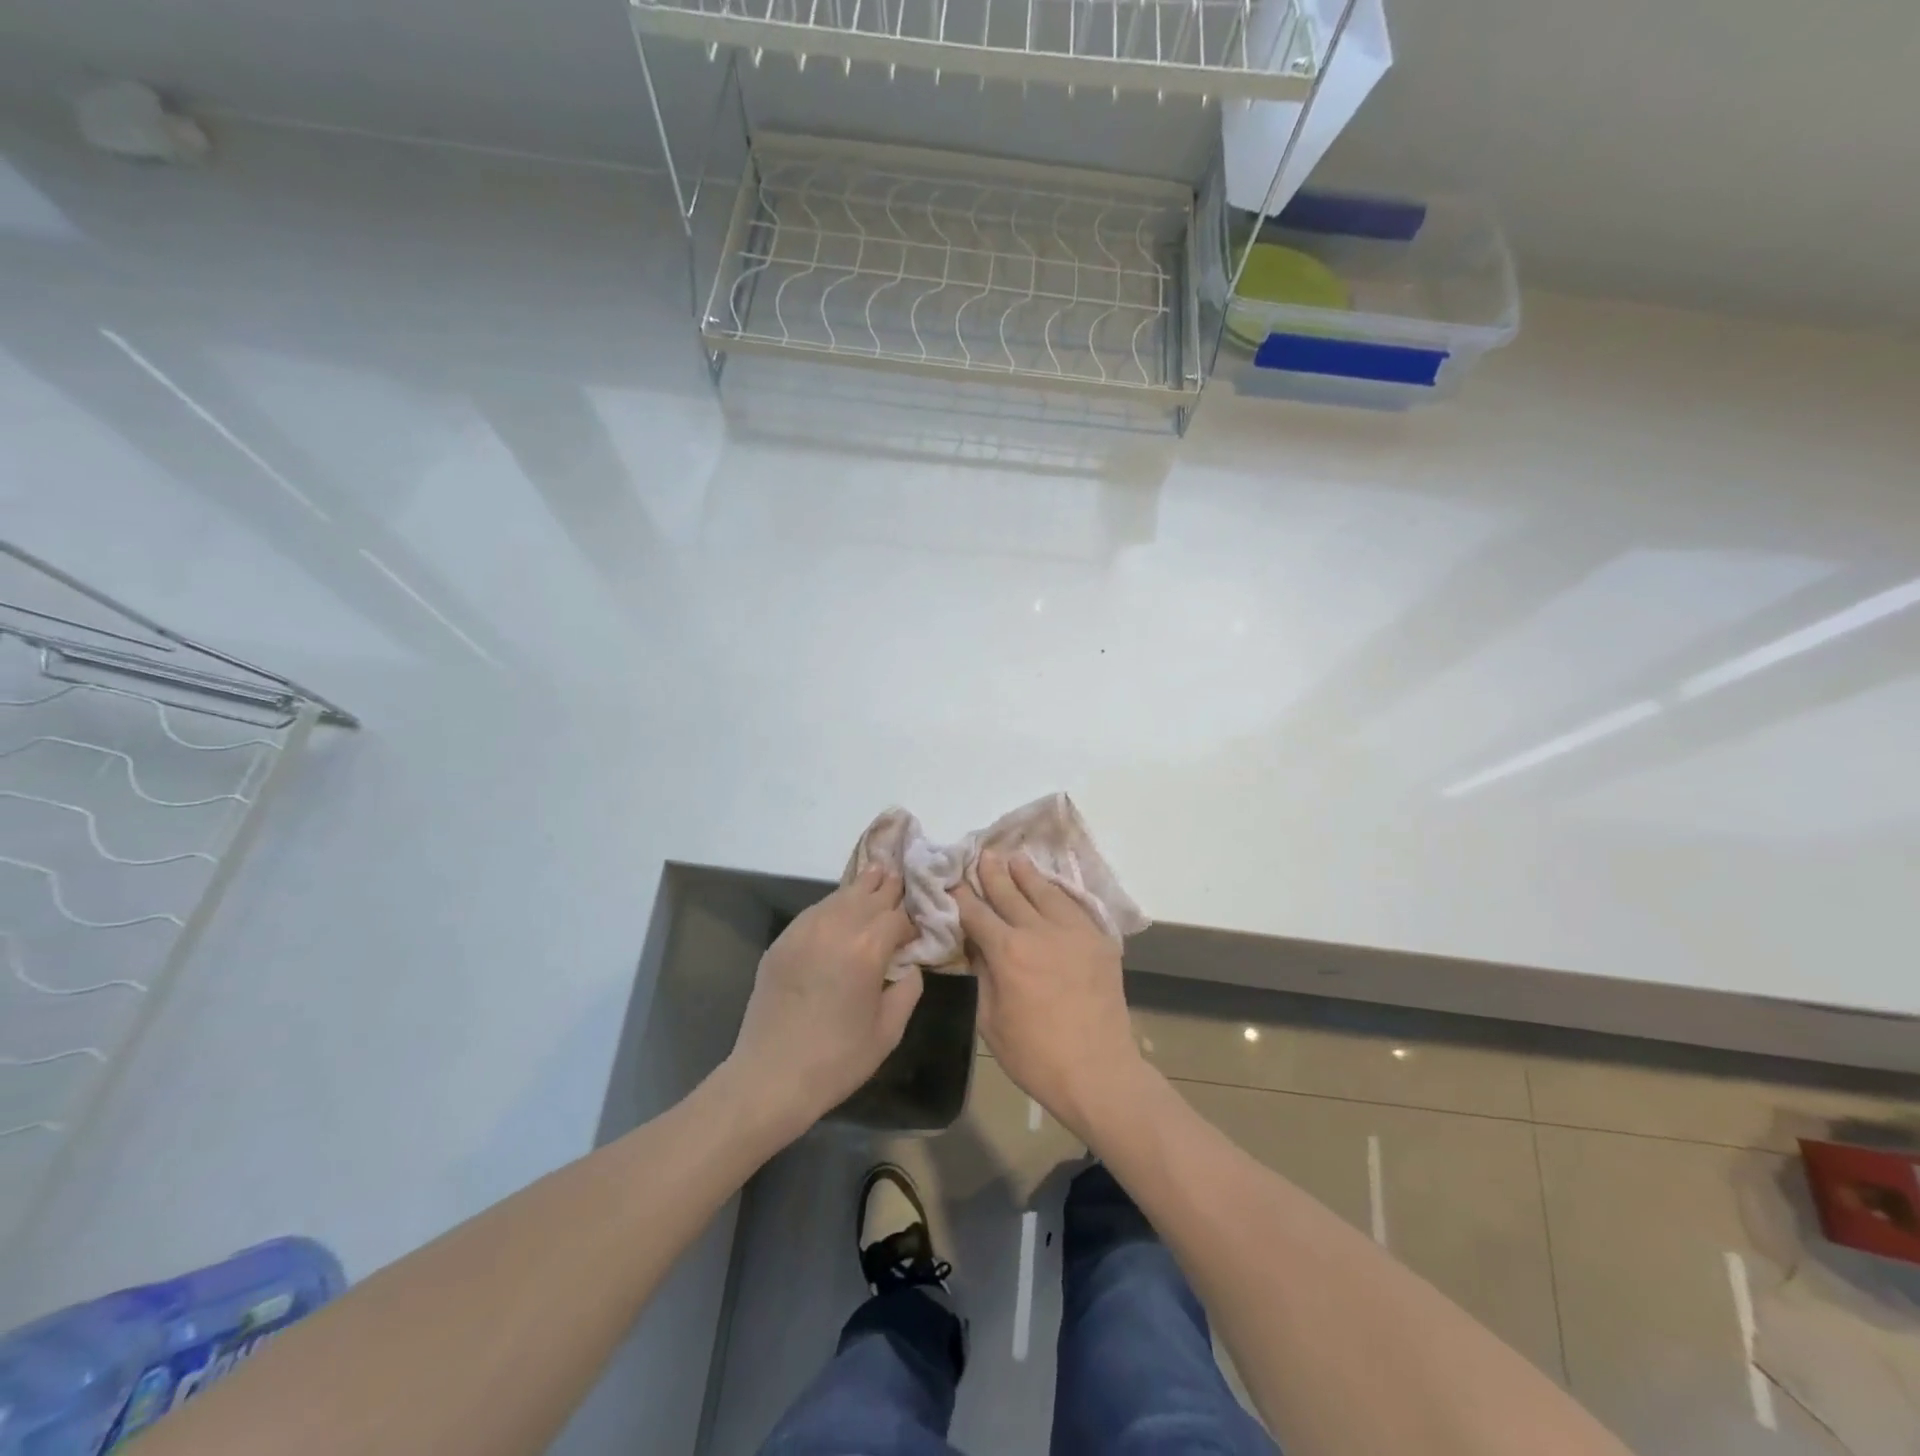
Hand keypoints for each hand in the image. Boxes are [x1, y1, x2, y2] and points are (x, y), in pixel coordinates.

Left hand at [724, 866, 922, 1137]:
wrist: (772, 1076)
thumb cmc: (838, 1059)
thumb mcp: (889, 1031)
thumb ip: (908, 989)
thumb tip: (911, 966)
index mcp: (868, 948)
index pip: (898, 916)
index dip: (912, 921)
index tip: (916, 933)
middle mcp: (837, 927)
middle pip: (870, 893)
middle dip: (889, 888)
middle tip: (902, 880)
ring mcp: (805, 930)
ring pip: (841, 895)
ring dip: (862, 888)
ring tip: (876, 876)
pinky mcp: (783, 940)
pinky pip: (815, 911)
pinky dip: (833, 905)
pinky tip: (840, 909)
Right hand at [956, 851, 1143, 1141]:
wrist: (1098, 1071)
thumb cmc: (1035, 1055)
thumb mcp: (991, 1020)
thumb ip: (982, 975)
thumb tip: (976, 946)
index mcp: (1008, 952)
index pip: (978, 914)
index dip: (961, 896)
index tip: (952, 881)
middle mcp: (1039, 931)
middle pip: (1010, 894)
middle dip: (993, 874)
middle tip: (983, 855)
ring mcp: (1073, 932)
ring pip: (1045, 892)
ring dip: (1027, 874)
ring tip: (1015, 859)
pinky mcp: (1099, 940)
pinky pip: (1075, 907)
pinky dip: (1058, 893)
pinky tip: (1051, 887)